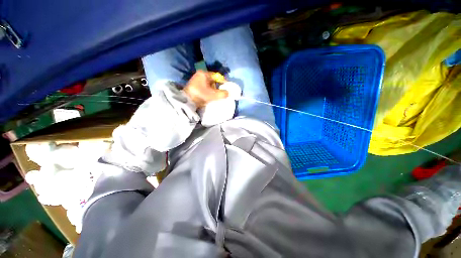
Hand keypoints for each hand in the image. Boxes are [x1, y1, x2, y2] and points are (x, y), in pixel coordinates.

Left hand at [183, 71, 228, 107]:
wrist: (187, 102)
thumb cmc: (201, 95)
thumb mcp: (214, 95)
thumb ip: (223, 93)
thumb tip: (228, 93)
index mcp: (204, 74)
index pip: (217, 76)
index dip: (223, 82)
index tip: (227, 88)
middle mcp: (200, 75)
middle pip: (213, 81)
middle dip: (218, 87)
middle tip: (222, 93)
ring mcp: (196, 80)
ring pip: (209, 84)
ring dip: (213, 90)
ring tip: (217, 96)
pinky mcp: (194, 86)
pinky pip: (205, 87)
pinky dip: (209, 91)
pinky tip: (211, 96)